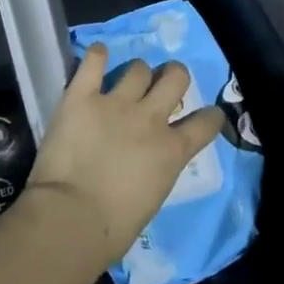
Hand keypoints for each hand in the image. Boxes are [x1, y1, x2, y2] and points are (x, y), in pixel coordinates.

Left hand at [24, 45, 224, 269]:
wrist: (73, 217)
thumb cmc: (113, 227)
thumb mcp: (153, 197)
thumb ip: (157, 169)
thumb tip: (148, 163)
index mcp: (172, 151)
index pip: (206, 122)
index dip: (210, 116)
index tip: (207, 115)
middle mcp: (150, 119)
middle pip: (175, 77)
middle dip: (174, 75)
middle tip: (162, 84)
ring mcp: (115, 103)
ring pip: (138, 68)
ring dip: (136, 72)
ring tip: (126, 79)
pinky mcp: (81, 96)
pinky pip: (93, 62)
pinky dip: (97, 55)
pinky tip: (98, 55)